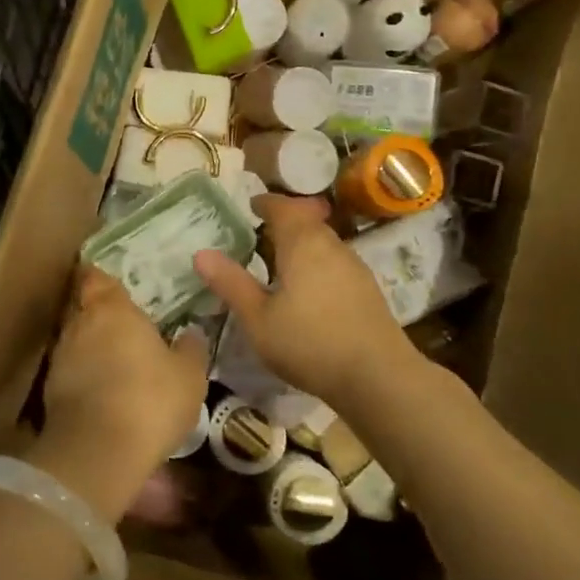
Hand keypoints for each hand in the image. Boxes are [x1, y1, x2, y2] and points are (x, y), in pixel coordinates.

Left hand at [27, 267, 208, 521]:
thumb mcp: (188, 376)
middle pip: (84, 307)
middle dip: (99, 314)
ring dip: (91, 347)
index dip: (103, 279)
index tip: (115, 285)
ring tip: (114, 361)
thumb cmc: (150, 398)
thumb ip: (190, 349)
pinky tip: (102, 392)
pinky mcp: (49, 390)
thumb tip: (191, 333)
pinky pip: (70, 371)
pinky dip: (83, 376)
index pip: (97, 277)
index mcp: (112, 309)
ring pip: (75, 340)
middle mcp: (80, 323)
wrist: (97, 451)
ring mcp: (60, 357)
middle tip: (123, 324)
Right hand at [193, 196, 416, 408]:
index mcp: (302, 243)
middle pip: (306, 221)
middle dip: (284, 221)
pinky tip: (307, 289)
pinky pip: (334, 262)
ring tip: (279, 262)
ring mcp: (354, 266)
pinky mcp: (366, 289)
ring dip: (301, 243)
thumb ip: (231, 284)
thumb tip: (201, 253)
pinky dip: (316, 263)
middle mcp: (331, 245)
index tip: (250, 206)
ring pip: (323, 242)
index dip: (265, 203)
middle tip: (259, 234)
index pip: (282, 208)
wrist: (378, 376)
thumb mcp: (258, 318)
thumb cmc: (309, 343)